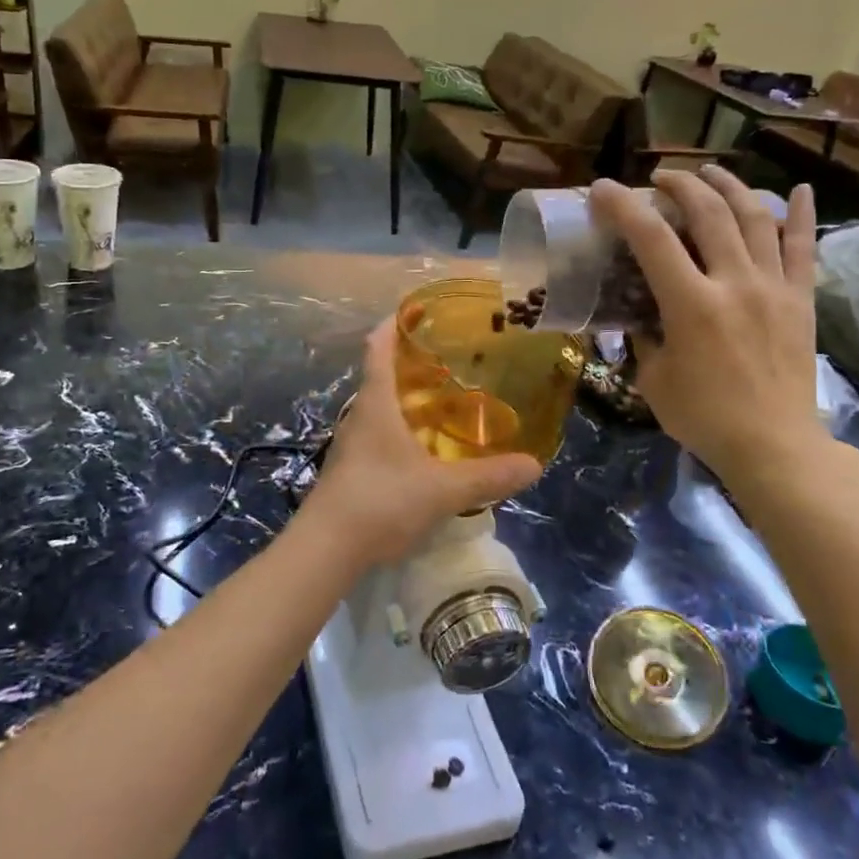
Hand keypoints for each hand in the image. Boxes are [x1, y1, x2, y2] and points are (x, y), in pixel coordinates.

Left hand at [301, 324, 540, 568]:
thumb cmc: (381, 502)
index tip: (417, 308)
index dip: (395, 323)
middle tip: (450, 358)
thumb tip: (534, 465)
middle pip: (381, 375)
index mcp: (376, 403)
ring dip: (407, 398)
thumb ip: (488, 477)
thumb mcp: (442, 490)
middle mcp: (360, 415)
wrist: (325, 549)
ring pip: (380, 407)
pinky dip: (402, 428)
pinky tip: (425, 448)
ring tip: (445, 401)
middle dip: (412, 362)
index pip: (379, 347)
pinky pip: (379, 434)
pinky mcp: (351, 469)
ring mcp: (352, 444)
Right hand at [588, 167, 829, 488]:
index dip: (624, 207)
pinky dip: (801, 215)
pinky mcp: (801, 300)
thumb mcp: (654, 378)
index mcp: (692, 305)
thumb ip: (646, 336)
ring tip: (709, 172)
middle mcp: (735, 283)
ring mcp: (774, 288)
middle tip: (659, 180)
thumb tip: (641, 314)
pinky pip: (803, 248)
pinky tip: (798, 189)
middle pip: (708, 213)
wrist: (774, 446)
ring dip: (729, 187)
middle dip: (680, 185)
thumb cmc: (704, 417)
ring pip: (754, 218)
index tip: (604, 189)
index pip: (652, 239)